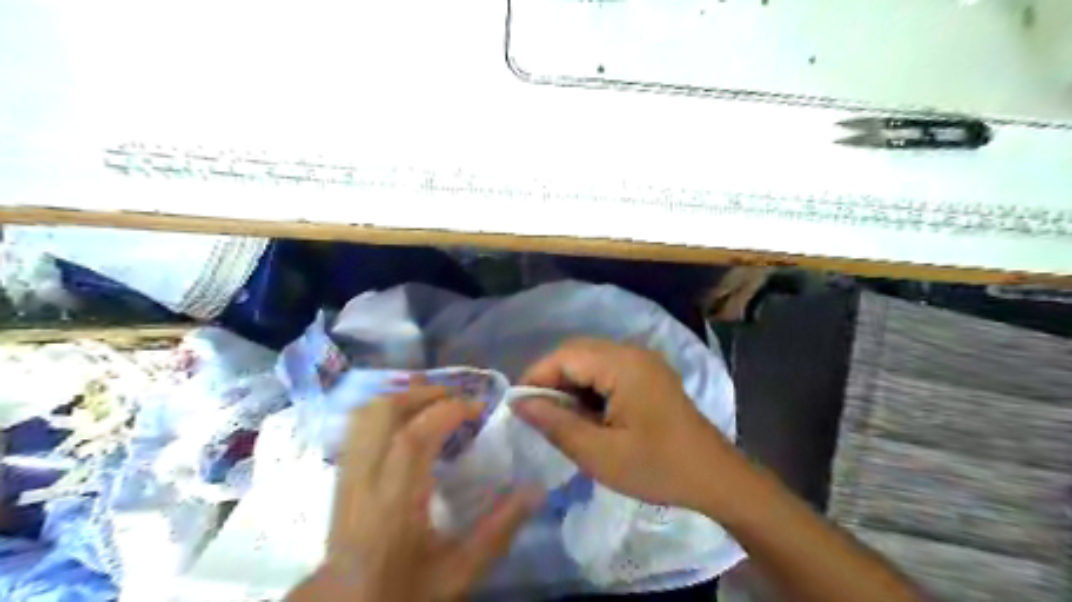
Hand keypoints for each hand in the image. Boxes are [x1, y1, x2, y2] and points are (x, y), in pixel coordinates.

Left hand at [288, 386, 536, 600]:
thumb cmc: (404, 591)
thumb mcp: (460, 571)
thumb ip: (499, 530)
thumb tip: (535, 490)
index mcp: (394, 505)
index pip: (415, 438)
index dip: (449, 412)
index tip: (478, 409)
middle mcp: (364, 481)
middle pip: (384, 412)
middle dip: (425, 394)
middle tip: (459, 399)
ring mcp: (347, 475)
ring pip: (366, 414)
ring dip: (405, 398)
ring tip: (437, 404)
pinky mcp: (341, 476)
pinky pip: (359, 426)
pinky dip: (388, 411)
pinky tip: (410, 422)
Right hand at [514, 339, 743, 511]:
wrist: (715, 478)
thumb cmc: (657, 468)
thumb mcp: (599, 454)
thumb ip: (556, 424)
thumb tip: (520, 404)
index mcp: (623, 364)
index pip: (565, 355)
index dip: (536, 376)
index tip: (518, 407)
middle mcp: (632, 352)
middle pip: (577, 352)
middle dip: (551, 380)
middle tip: (537, 415)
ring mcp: (643, 362)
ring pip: (591, 361)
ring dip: (570, 384)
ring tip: (560, 418)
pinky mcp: (649, 375)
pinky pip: (607, 371)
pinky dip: (589, 389)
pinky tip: (586, 415)